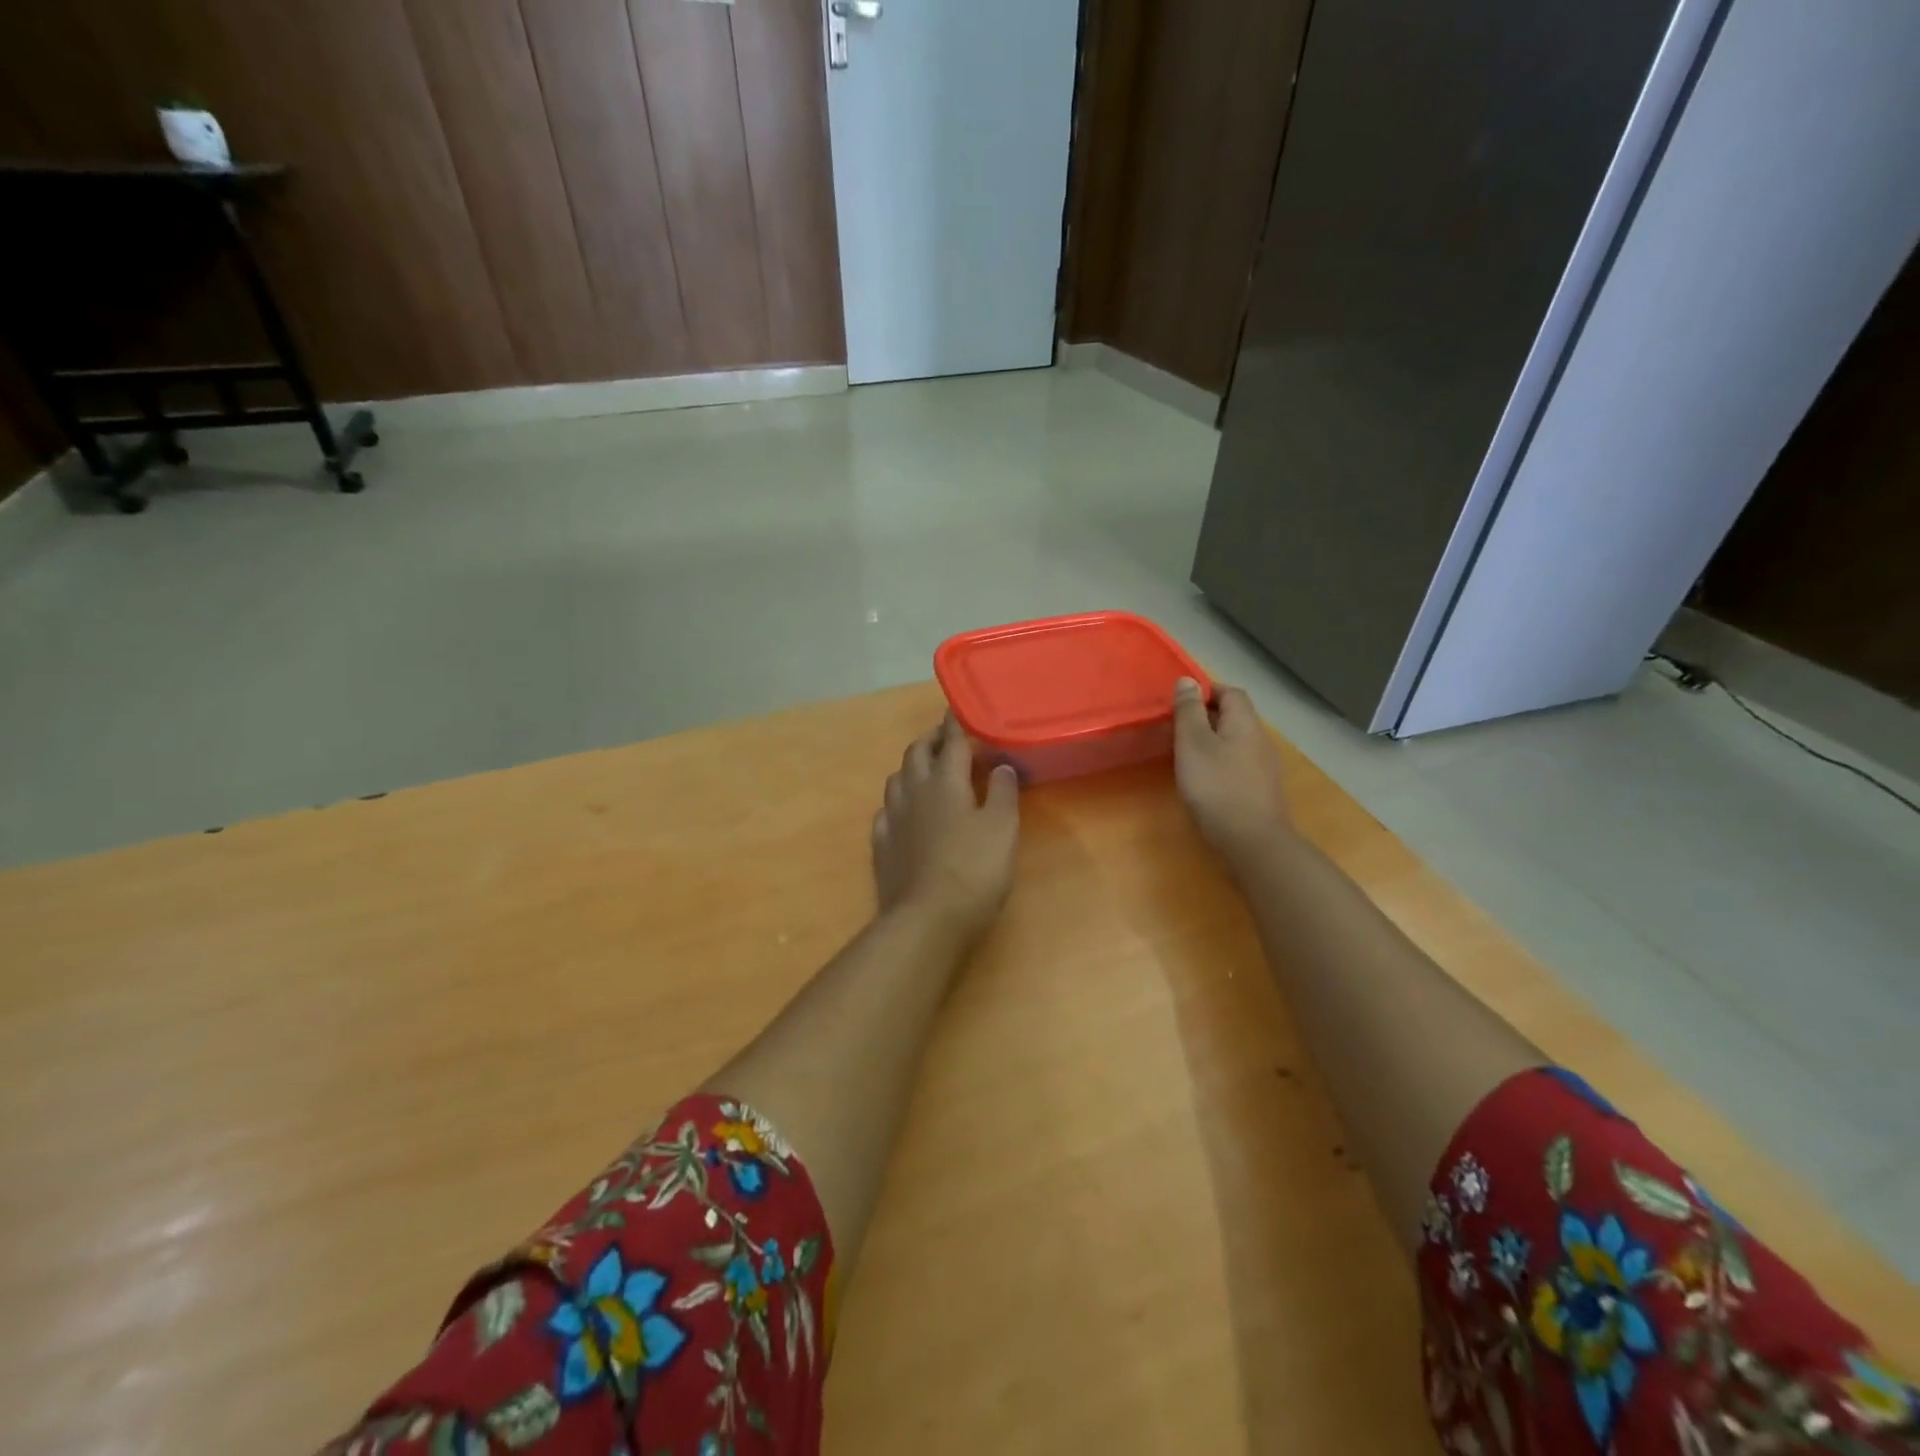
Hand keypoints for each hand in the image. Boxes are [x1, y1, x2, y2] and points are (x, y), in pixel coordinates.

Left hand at [871, 716, 1020, 941]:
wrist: (926, 920)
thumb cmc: (973, 870)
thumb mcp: (1002, 829)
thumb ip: (1002, 793)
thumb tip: (1000, 765)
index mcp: (945, 782)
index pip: (950, 743)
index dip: (955, 725)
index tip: (956, 711)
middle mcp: (914, 791)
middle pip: (916, 754)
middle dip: (930, 740)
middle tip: (945, 739)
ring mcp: (892, 818)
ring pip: (897, 778)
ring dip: (911, 767)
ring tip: (925, 770)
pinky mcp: (881, 845)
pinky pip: (885, 811)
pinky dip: (897, 802)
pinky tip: (903, 812)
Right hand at [1172, 677, 1292, 871]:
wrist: (1253, 842)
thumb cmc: (1217, 787)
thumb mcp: (1193, 744)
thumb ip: (1189, 711)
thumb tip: (1188, 680)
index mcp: (1245, 724)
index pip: (1231, 692)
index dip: (1207, 690)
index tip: (1180, 701)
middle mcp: (1260, 740)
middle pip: (1235, 717)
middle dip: (1207, 716)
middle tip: (1177, 728)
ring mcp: (1264, 768)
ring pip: (1236, 742)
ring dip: (1212, 741)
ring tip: (1185, 754)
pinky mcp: (1261, 791)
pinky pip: (1238, 764)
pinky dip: (1220, 763)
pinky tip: (1205, 780)